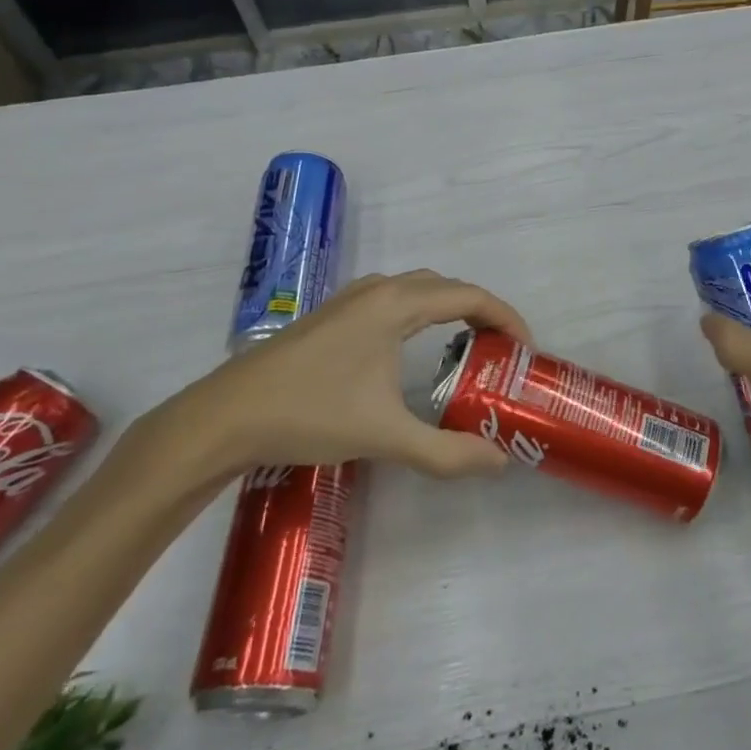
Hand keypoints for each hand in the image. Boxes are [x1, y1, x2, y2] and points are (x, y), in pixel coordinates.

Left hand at [132, 270, 530, 483]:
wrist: (225, 417)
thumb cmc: (310, 414)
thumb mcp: (386, 436)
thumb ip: (447, 451)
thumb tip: (499, 462)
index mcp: (396, 305)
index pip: (470, 297)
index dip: (506, 318)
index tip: (525, 349)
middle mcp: (377, 291)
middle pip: (446, 288)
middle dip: (481, 313)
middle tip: (501, 352)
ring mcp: (350, 300)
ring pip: (417, 291)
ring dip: (450, 310)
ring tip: (467, 349)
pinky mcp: (331, 316)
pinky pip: (394, 301)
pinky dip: (421, 314)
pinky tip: (413, 352)